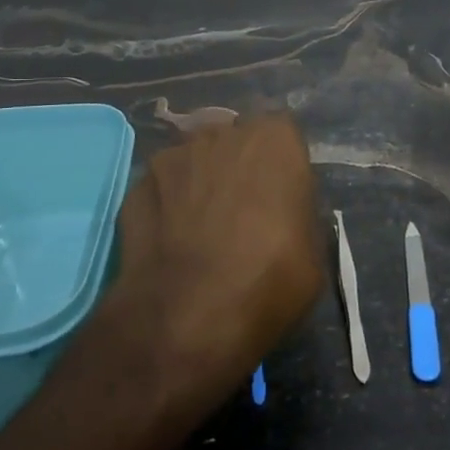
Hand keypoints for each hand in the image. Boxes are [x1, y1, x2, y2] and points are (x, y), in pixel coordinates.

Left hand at [83, 113, 322, 418]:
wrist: (188, 315)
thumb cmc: (269, 278)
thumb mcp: (313, 252)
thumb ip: (298, 215)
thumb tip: (284, 216)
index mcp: (275, 140)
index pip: (283, 134)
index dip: (282, 165)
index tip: (282, 197)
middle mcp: (222, 134)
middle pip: (234, 141)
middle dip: (239, 167)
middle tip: (244, 213)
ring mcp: (173, 157)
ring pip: (194, 161)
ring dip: (201, 183)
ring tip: (202, 230)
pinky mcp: (136, 187)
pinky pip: (162, 189)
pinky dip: (167, 207)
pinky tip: (172, 244)